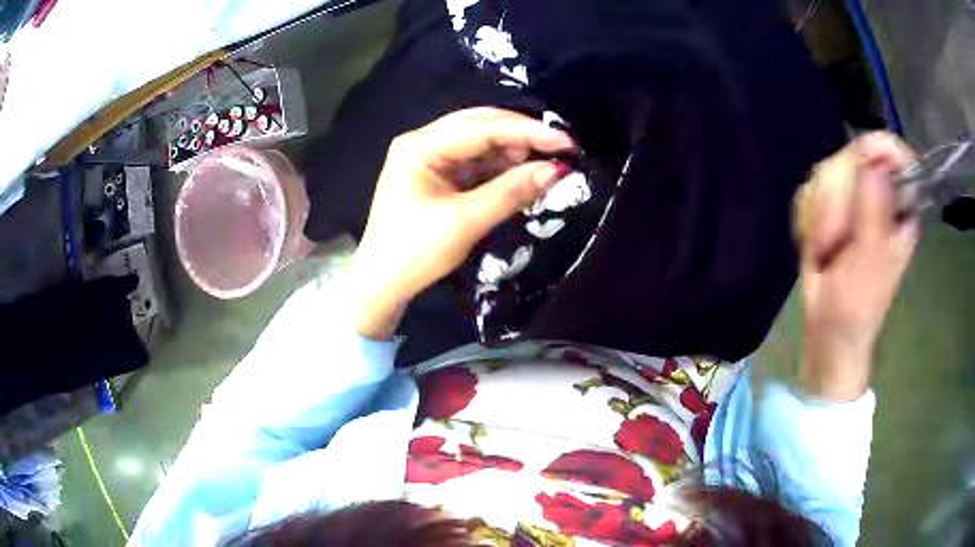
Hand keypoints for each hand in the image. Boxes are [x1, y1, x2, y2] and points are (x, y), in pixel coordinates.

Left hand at [346, 107, 574, 339]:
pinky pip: (476, 161)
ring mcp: (430, 157)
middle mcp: (424, 142)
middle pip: (481, 125)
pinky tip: (525, 171)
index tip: (566, 143)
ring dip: (515, 150)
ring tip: (549, 161)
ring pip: (481, 142)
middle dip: (522, 135)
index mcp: (420, 146)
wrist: (382, 283)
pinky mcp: (438, 174)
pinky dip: (502, 166)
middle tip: (562, 148)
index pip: (482, 127)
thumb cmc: (415, 253)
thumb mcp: (464, 222)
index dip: (527, 132)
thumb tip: (558, 170)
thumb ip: (511, 192)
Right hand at [798, 132, 919, 400]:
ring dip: (819, 212)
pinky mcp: (831, 209)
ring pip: (826, 172)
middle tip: (833, 239)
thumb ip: (875, 208)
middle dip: (835, 196)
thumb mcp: (870, 260)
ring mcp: (854, 201)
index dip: (874, 150)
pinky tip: (815, 244)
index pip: (891, 152)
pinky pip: (811, 190)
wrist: (830, 332)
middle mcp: (879, 196)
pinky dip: (807, 217)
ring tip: (825, 249)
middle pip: (851, 156)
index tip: (858, 169)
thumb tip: (875, 158)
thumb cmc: (857, 307)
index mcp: (900, 207)